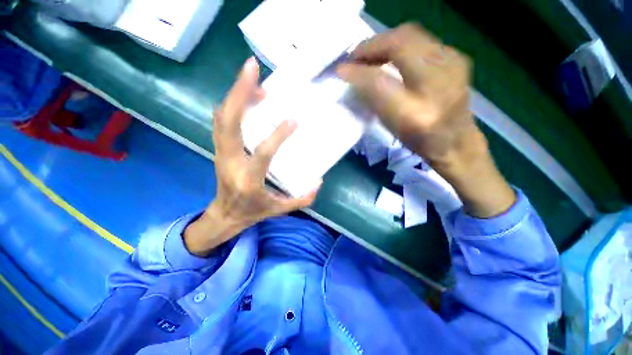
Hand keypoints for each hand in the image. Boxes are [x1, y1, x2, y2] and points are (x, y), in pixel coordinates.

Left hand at [184, 58, 318, 255]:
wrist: (225, 215)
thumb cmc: (254, 212)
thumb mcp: (281, 210)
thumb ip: (303, 199)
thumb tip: (319, 181)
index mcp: (248, 180)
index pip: (262, 153)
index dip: (278, 135)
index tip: (294, 119)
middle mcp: (230, 162)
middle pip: (229, 122)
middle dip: (239, 92)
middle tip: (253, 69)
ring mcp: (220, 153)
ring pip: (221, 117)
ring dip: (235, 94)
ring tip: (252, 78)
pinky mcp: (219, 148)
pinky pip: (221, 121)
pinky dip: (231, 104)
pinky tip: (245, 95)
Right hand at [338, 24, 514, 217]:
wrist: (460, 149)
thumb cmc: (425, 147)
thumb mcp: (395, 128)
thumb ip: (374, 100)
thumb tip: (353, 79)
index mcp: (422, 106)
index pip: (383, 74)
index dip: (358, 68)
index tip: (339, 69)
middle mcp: (441, 80)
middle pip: (402, 42)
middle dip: (371, 46)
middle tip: (352, 58)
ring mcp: (454, 65)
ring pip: (413, 38)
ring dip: (385, 43)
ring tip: (368, 56)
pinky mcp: (456, 61)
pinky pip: (423, 43)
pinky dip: (401, 46)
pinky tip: (391, 60)